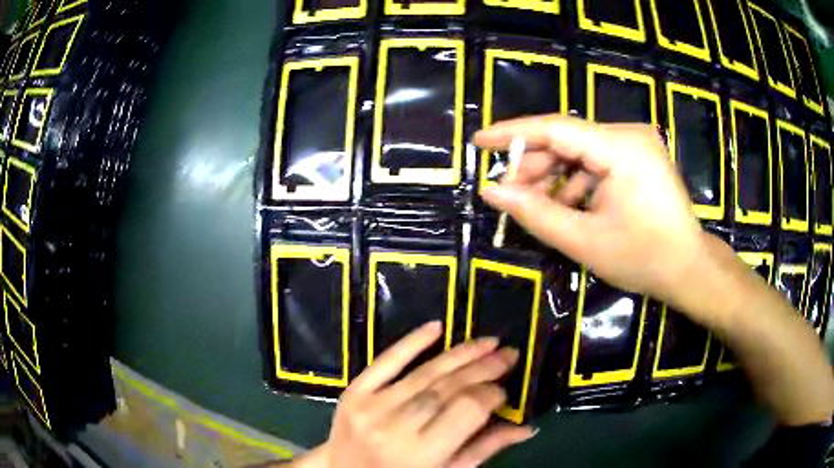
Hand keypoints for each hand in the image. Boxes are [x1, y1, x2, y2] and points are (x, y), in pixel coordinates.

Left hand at [295, 322, 533, 467]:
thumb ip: (485, 449)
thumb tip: (528, 428)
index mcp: (422, 454)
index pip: (468, 410)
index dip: (492, 394)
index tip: (506, 389)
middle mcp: (395, 427)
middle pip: (448, 388)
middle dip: (484, 368)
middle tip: (508, 354)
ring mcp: (371, 406)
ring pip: (425, 373)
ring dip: (460, 354)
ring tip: (487, 342)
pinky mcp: (353, 392)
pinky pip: (385, 361)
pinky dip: (411, 341)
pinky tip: (436, 326)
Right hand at [475, 115, 705, 304]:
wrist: (689, 269)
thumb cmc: (644, 259)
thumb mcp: (584, 240)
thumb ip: (535, 213)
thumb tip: (490, 192)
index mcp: (622, 148)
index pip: (556, 128)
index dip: (513, 134)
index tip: (479, 141)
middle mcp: (629, 135)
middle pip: (568, 139)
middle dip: (534, 165)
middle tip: (508, 192)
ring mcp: (637, 144)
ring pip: (580, 150)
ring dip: (554, 176)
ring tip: (535, 204)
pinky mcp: (639, 156)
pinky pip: (597, 160)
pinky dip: (577, 181)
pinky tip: (567, 205)